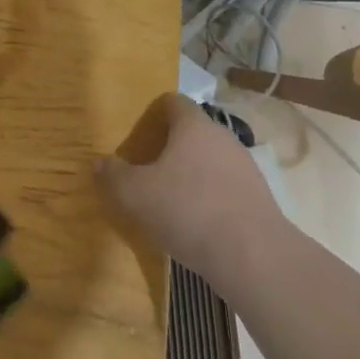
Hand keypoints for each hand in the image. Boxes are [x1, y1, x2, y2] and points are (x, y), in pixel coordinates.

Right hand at [96, 93, 285, 274]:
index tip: (138, 129)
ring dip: (191, 172)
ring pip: (210, 159)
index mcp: (193, 126)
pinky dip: (209, 195)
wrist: (253, 256)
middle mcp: (223, 138)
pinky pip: (225, 186)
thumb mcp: (134, 193)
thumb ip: (113, 174)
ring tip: (169, 196)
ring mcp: (245, 167)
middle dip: (170, 145)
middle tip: (146, 165)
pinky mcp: (259, 198)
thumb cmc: (187, 210)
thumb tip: (100, 162)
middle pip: (193, 131)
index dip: (154, 111)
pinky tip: (195, 220)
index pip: (174, 101)